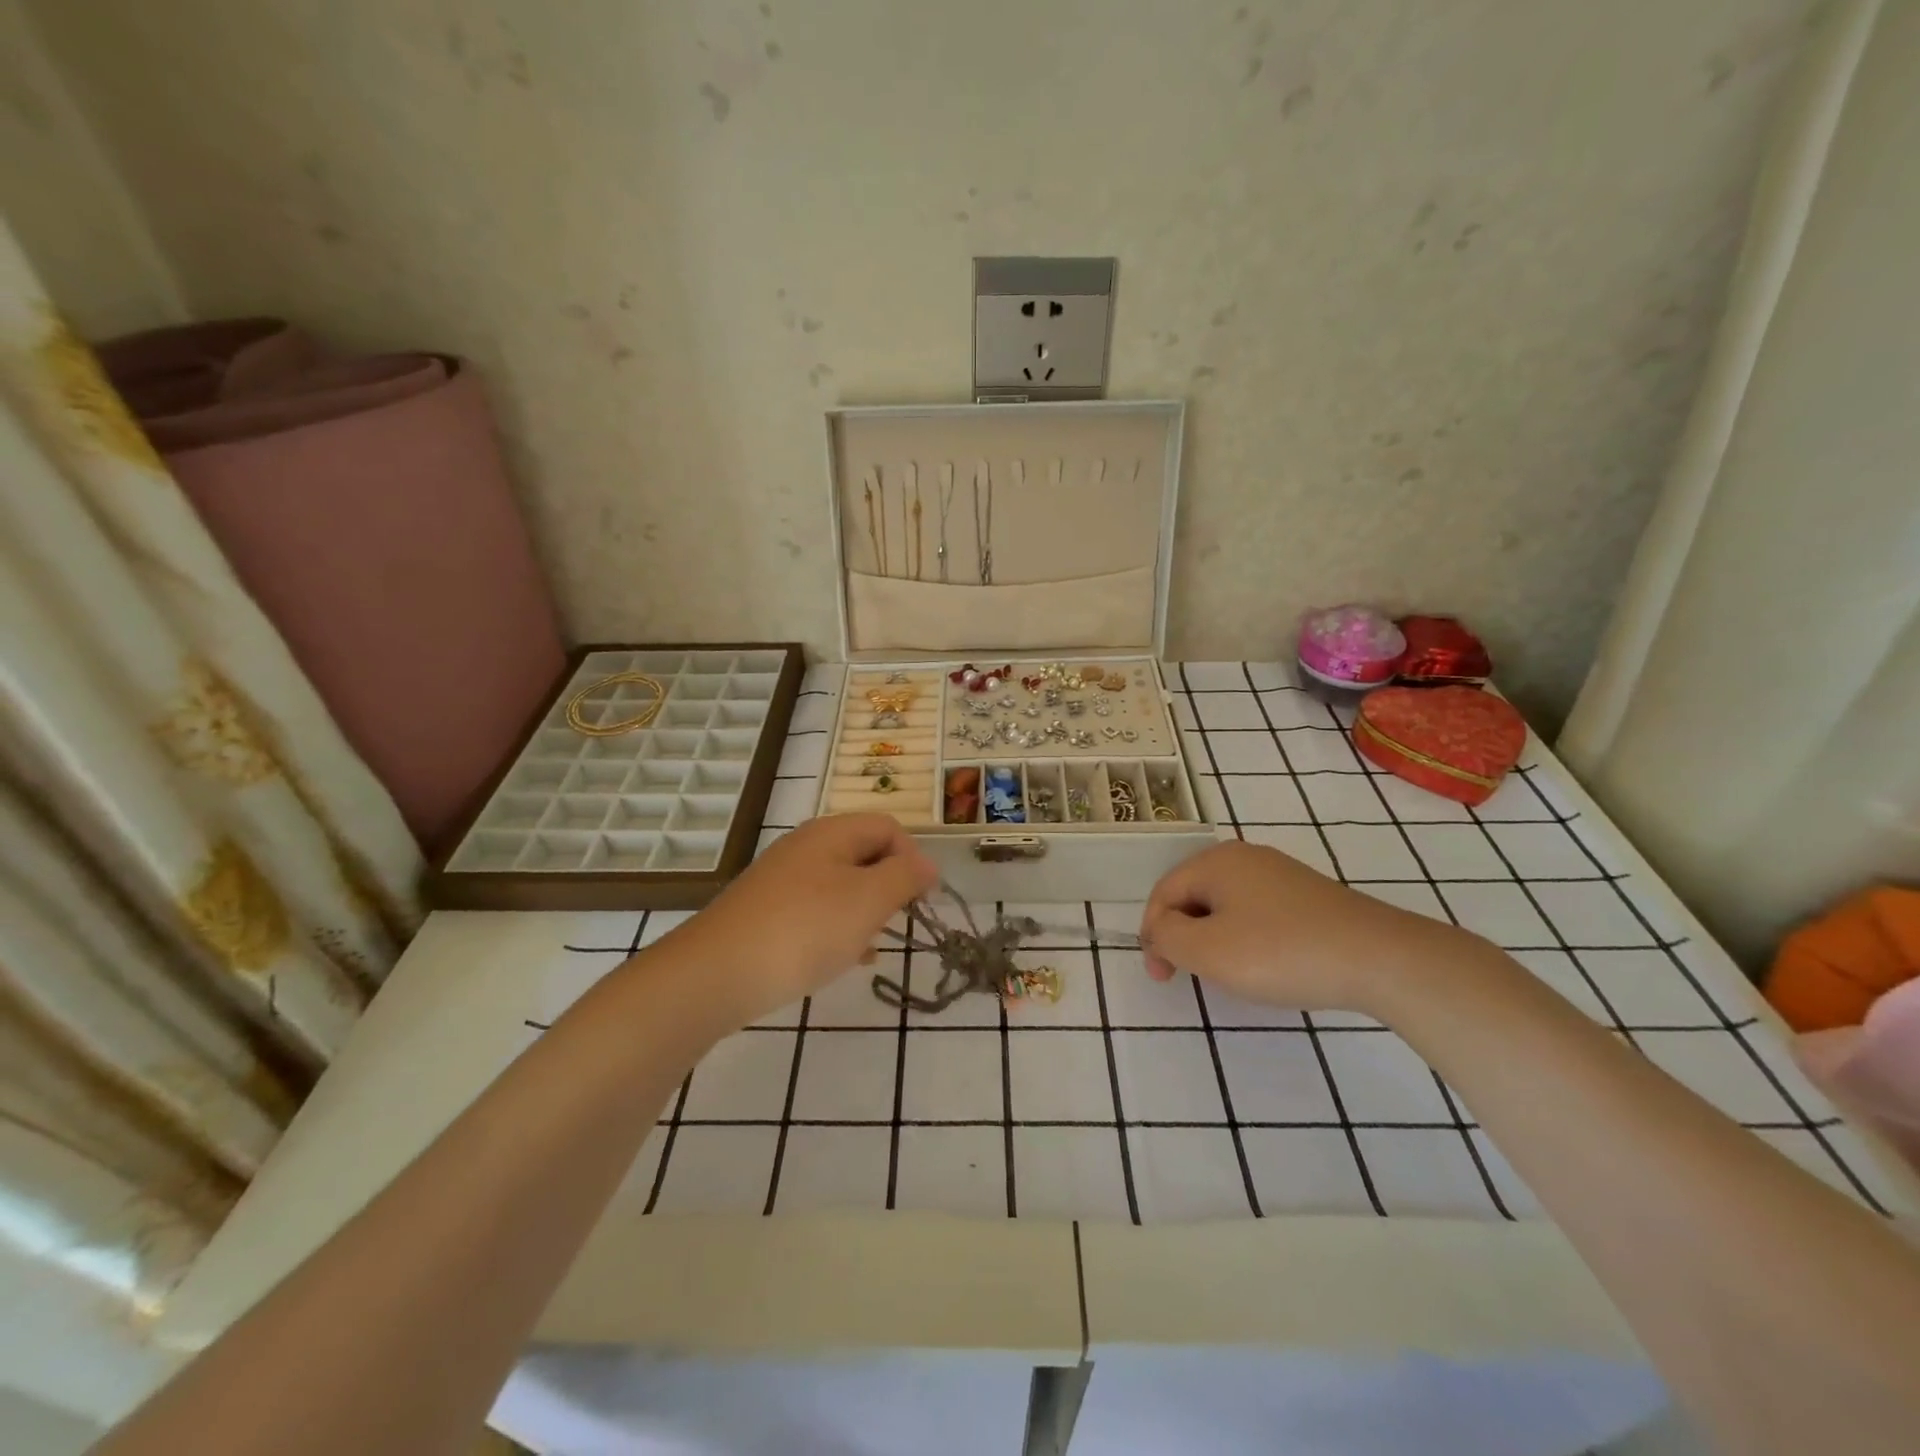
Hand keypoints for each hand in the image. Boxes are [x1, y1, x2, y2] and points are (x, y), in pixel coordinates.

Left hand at [668, 814, 937, 1024]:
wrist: (716, 973)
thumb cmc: (804, 929)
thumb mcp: (868, 900)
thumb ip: (905, 877)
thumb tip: (927, 864)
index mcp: (832, 833)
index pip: (888, 828)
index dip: (913, 858)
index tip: (923, 900)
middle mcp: (805, 847)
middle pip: (863, 854)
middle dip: (889, 886)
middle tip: (899, 922)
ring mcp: (782, 880)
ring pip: (841, 885)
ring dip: (865, 910)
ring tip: (873, 945)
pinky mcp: (766, 912)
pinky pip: (815, 910)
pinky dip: (837, 928)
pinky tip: (843, 959)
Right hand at [1140, 840, 1464, 1012]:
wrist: (1379, 958)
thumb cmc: (1280, 952)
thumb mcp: (1206, 950)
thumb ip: (1167, 936)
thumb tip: (1161, 928)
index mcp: (1215, 861)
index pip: (1163, 893)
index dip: (1153, 935)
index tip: (1162, 978)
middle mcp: (1244, 857)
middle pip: (1193, 896)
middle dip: (1182, 936)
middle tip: (1189, 976)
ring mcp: (1280, 874)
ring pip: (1225, 906)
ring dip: (1212, 939)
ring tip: (1225, 973)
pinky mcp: (1307, 896)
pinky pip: (1256, 912)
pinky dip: (1245, 938)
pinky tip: (1263, 964)